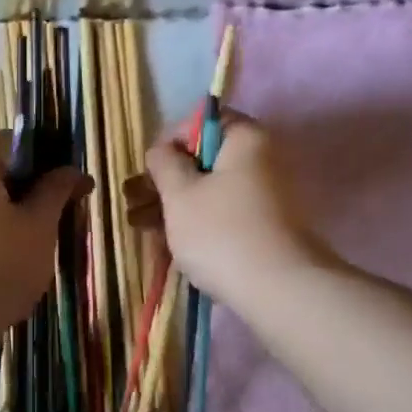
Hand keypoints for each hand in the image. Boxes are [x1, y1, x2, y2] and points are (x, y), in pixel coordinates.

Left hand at [0, 132, 90, 334]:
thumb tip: (71, 171)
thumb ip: (56, 192)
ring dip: (13, 223)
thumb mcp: (39, 226)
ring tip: (36, 255)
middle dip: (32, 195)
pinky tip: (6, 273)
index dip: (48, 158)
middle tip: (61, 224)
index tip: (71, 187)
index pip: (14, 141)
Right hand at [140, 113, 328, 304]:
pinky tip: (166, 240)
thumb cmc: (220, 232)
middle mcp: (262, 160)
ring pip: (210, 191)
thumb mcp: (179, 194)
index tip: (149, 171)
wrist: (276, 289)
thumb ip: (164, 164)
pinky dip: (195, 222)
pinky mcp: (263, 227)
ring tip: (140, 225)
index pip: (203, 122)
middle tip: (134, 201)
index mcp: (246, 138)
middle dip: (166, 181)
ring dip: (173, 204)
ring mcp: (265, 196)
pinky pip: (222, 214)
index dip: (170, 142)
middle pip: (204, 160)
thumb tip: (162, 150)